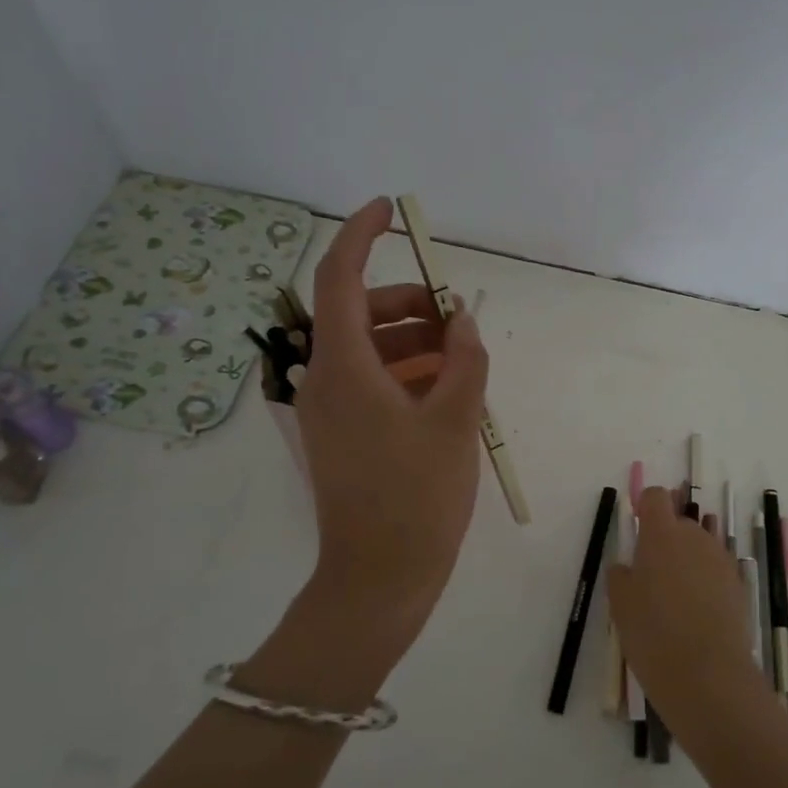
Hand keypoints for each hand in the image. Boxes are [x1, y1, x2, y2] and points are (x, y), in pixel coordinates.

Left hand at [292, 197, 490, 660]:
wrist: (379, 577)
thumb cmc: (418, 495)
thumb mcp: (455, 420)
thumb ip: (464, 359)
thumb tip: (462, 322)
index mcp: (342, 366)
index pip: (339, 277)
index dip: (360, 234)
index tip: (389, 210)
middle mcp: (323, 379)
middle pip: (358, 313)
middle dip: (409, 304)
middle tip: (457, 319)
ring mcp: (326, 409)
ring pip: (367, 349)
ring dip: (412, 341)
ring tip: (461, 360)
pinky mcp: (338, 434)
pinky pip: (369, 382)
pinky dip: (404, 372)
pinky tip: (444, 391)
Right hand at [608, 487, 761, 726]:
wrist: (708, 675)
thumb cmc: (653, 633)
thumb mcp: (620, 604)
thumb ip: (621, 575)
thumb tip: (628, 566)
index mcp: (662, 534)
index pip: (655, 497)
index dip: (645, 507)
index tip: (636, 530)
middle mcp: (695, 537)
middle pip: (679, 524)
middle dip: (665, 541)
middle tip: (650, 577)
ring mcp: (721, 560)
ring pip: (698, 548)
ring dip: (685, 562)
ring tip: (674, 601)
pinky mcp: (738, 585)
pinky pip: (714, 572)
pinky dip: (703, 583)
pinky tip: (695, 616)